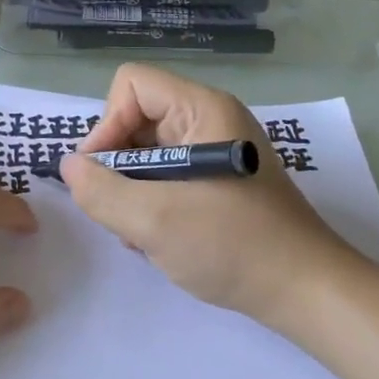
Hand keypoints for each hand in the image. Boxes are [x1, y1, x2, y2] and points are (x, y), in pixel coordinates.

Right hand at [63, 64, 358, 333]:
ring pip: (147, 150)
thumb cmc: (235, 246)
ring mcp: (216, 150)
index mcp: (203, 108)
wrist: (309, 294)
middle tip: (118, 209)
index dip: (108, 123)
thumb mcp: (155, 221)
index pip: (131, 84)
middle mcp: (210, 118)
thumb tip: (69, 168)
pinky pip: (167, 173)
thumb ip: (100, 191)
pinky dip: (152, 200)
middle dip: (117, 163)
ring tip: (140, 231)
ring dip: (132, 188)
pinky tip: (158, 236)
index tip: (102, 172)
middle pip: (136, 116)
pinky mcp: (220, 179)